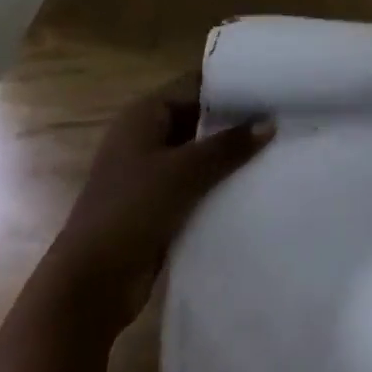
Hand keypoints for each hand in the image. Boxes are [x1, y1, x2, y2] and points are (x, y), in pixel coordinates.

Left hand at [54, 72, 273, 316]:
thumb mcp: (184, 172)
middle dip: (235, 120)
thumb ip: (228, 145)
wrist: (89, 287)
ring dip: (229, 154)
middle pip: (198, 117)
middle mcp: (146, 136)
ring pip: (199, 153)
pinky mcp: (157, 205)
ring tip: (276, 146)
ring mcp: (149, 172)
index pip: (195, 84)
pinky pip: (196, 183)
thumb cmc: (131, 211)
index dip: (231, 84)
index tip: (271, 84)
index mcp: (144, 115)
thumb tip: (270, 123)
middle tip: (281, 114)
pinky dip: (219, 182)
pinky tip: (253, 181)